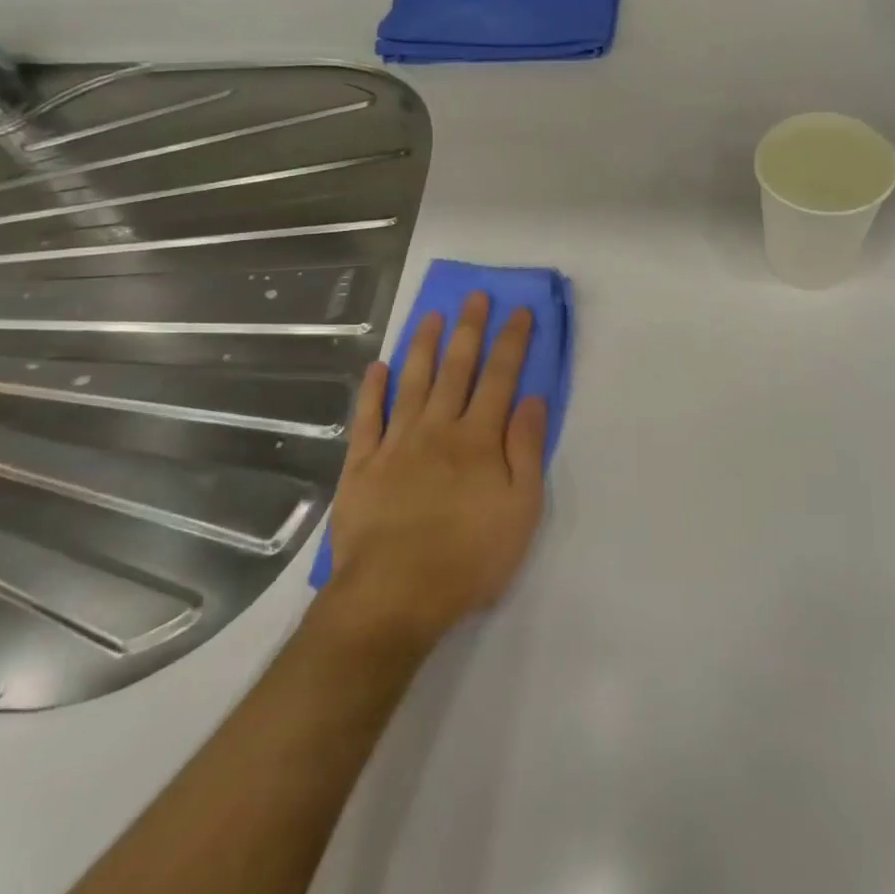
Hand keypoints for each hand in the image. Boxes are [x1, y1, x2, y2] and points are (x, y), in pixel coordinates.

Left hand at [318, 293, 547, 650]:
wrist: (394, 596)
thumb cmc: (469, 557)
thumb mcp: (521, 510)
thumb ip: (526, 450)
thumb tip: (532, 399)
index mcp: (479, 439)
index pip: (500, 378)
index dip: (512, 342)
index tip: (519, 311)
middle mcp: (438, 429)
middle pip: (457, 369)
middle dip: (469, 330)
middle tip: (474, 297)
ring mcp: (396, 444)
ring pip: (412, 382)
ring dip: (423, 345)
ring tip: (430, 316)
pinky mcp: (362, 465)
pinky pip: (367, 418)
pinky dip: (372, 390)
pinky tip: (376, 368)